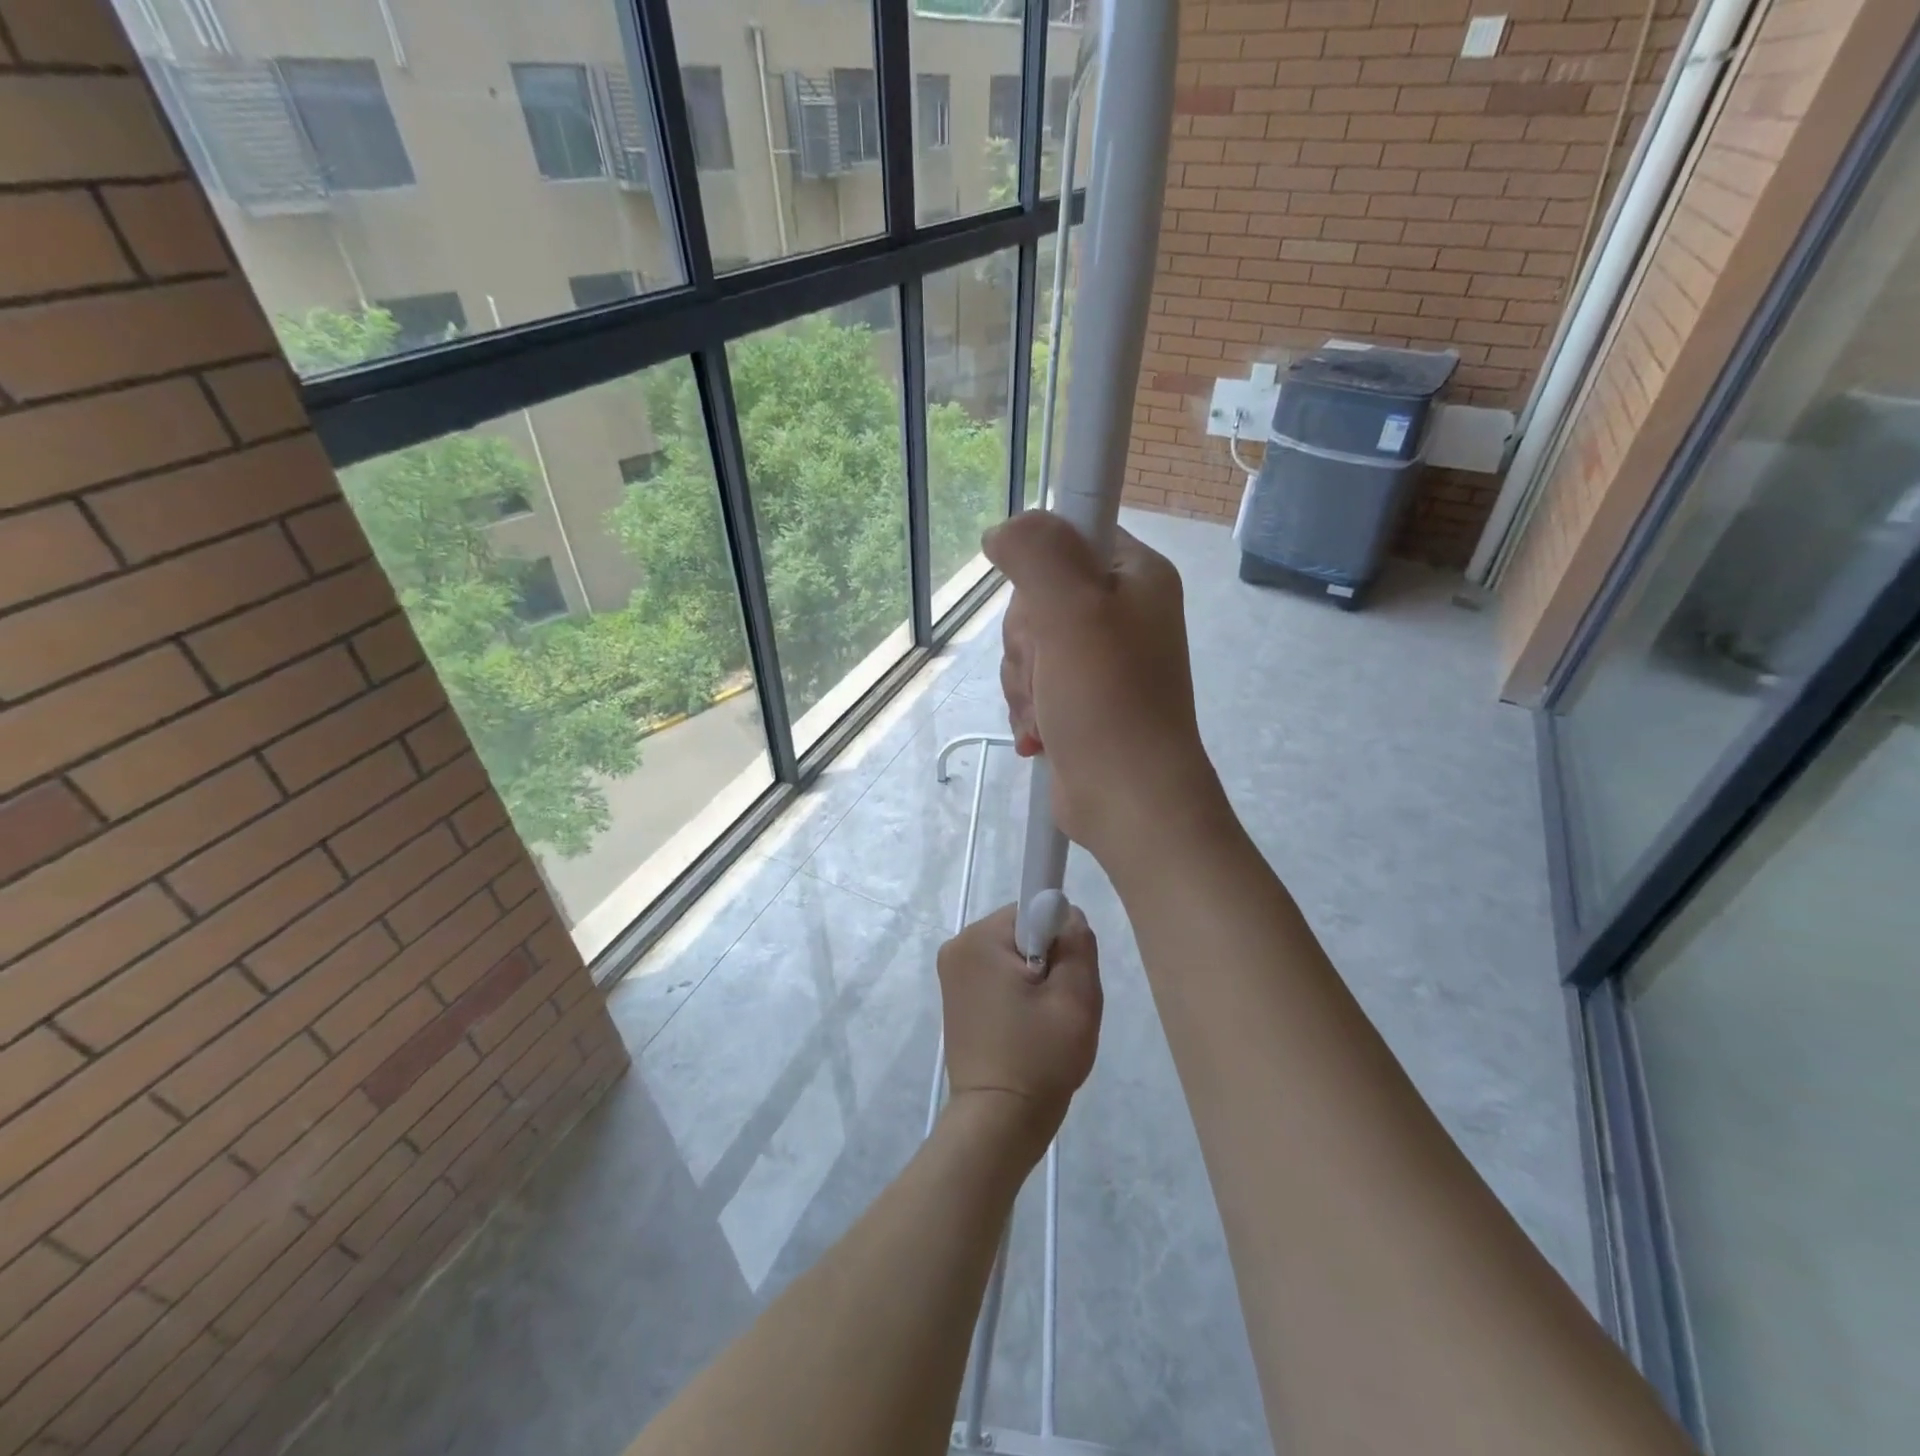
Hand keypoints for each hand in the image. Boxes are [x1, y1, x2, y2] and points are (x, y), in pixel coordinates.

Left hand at [937, 904, 1100, 1152]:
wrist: (998, 1122)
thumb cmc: (1039, 1057)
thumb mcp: (1076, 997)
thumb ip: (1077, 942)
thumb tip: (1067, 913)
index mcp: (979, 939)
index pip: (1033, 910)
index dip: (1059, 939)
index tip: (1063, 979)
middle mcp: (958, 947)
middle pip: (1023, 932)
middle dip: (1049, 960)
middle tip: (1058, 1007)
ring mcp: (953, 974)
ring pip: (1014, 956)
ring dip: (1036, 981)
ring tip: (1043, 1023)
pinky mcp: (957, 998)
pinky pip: (999, 977)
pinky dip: (1019, 995)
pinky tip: (1026, 1029)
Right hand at [982, 511, 1224, 871]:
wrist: (1128, 800)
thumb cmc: (1108, 699)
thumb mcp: (1071, 610)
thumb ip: (1035, 552)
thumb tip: (1002, 531)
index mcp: (1136, 576)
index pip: (1071, 535)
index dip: (1042, 566)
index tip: (1043, 605)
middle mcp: (1122, 612)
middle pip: (1038, 596)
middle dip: (1027, 640)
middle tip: (1050, 668)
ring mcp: (1100, 660)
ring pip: (1027, 646)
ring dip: (1023, 682)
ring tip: (1048, 711)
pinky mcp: (1080, 700)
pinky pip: (1032, 684)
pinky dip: (1029, 710)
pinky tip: (1042, 734)